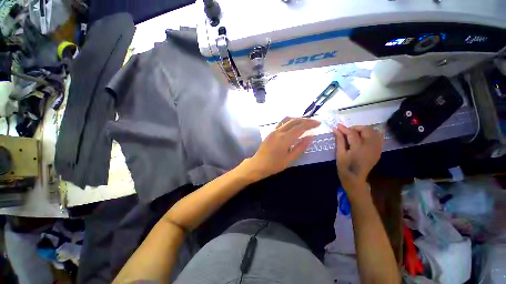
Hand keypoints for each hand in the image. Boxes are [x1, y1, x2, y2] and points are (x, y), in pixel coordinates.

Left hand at [244, 117, 319, 180]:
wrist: (258, 165)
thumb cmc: (274, 165)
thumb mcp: (289, 159)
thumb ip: (300, 147)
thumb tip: (310, 137)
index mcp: (285, 138)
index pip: (300, 127)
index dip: (310, 124)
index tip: (319, 123)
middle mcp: (279, 131)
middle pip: (294, 121)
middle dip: (306, 120)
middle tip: (314, 122)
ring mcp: (273, 131)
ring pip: (287, 120)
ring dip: (297, 119)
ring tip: (305, 122)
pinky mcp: (270, 132)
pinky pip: (281, 123)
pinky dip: (290, 121)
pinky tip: (293, 125)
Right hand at [333, 124, 382, 196]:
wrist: (355, 178)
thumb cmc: (344, 167)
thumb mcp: (339, 154)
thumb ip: (339, 140)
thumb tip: (336, 129)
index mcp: (358, 149)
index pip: (352, 134)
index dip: (344, 128)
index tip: (338, 126)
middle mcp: (370, 147)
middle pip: (367, 130)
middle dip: (356, 128)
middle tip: (347, 131)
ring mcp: (376, 149)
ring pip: (374, 132)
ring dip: (364, 130)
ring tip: (355, 134)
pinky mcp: (378, 151)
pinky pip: (378, 138)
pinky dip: (371, 135)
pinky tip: (363, 138)